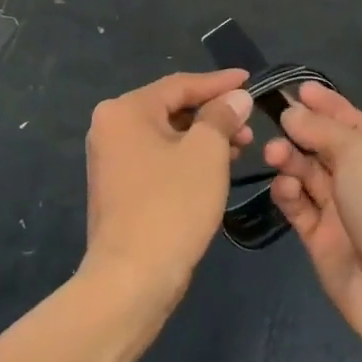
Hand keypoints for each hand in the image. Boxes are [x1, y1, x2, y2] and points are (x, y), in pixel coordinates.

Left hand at [83, 70, 253, 309]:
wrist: (130, 281)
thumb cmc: (170, 206)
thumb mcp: (206, 153)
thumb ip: (222, 116)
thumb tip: (236, 97)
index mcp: (125, 110)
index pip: (180, 85)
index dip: (219, 83)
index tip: (250, 80)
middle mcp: (111, 127)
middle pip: (172, 108)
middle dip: (214, 114)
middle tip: (249, 123)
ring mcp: (112, 159)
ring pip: (168, 135)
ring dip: (204, 138)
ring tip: (241, 147)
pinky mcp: (119, 188)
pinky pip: (159, 159)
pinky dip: (187, 158)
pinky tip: (216, 169)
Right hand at [265, 83, 361, 361]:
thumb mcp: (361, 155)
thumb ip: (322, 130)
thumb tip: (292, 112)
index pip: (350, 120)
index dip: (324, 103)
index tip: (295, 88)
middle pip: (324, 145)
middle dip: (300, 131)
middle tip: (275, 122)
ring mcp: (342, 210)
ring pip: (307, 174)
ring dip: (289, 159)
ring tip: (274, 155)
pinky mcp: (322, 240)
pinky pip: (299, 206)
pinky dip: (288, 193)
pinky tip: (284, 187)